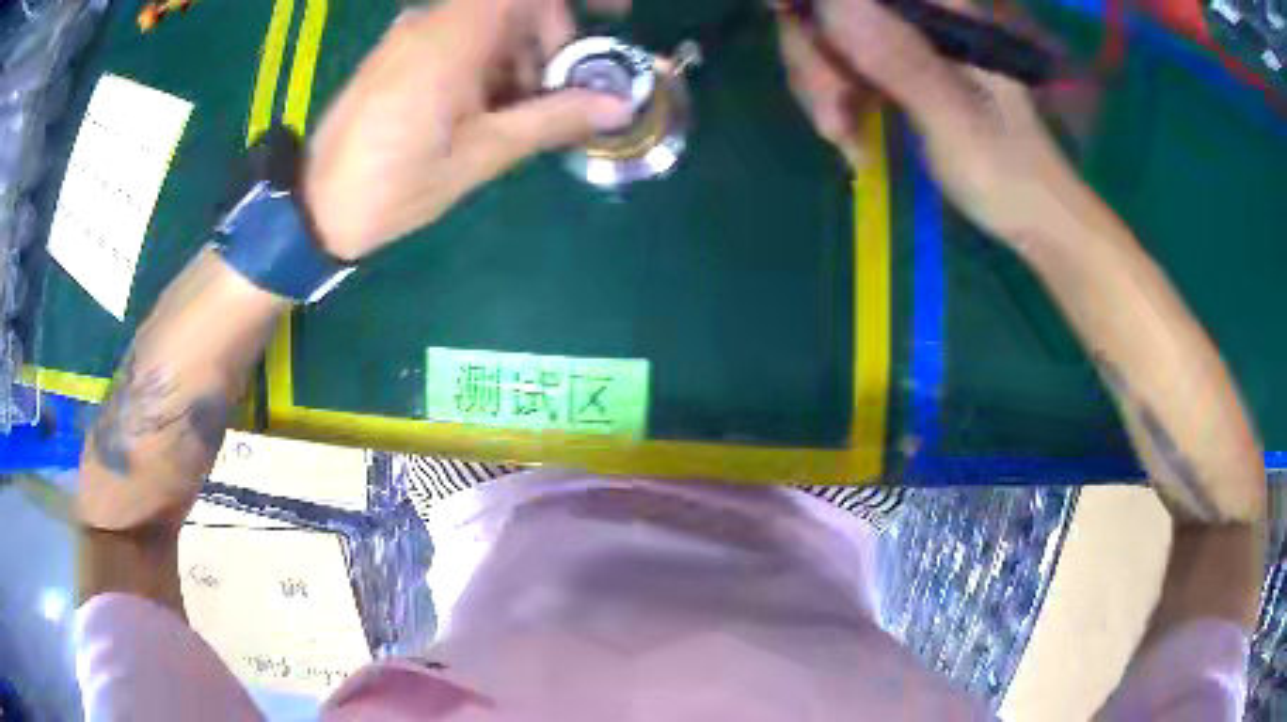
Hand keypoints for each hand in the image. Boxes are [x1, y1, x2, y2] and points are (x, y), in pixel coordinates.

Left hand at [303, 0, 632, 260]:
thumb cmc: (393, 187)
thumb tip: (619, 105)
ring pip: (488, 28)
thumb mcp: (480, 156)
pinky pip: (459, 43)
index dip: (572, 3)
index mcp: (452, 38)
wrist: (314, 209)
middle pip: (513, 9)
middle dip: (549, 44)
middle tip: (558, 98)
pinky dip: (486, 68)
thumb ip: (552, 120)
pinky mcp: (399, 56)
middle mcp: (431, 23)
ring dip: (518, 62)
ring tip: (517, 119)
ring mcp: (411, 38)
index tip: (612, 17)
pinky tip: (482, 114)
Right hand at [778, 0, 1101, 249]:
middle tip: (831, 120)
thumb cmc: (1006, 173)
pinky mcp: (895, 68)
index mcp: (941, 10)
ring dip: (822, 88)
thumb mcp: (955, 121)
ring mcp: (903, 40)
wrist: (1028, 212)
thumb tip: (833, 4)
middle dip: (816, 58)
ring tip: (844, 139)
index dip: (816, 1)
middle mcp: (917, 15)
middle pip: (831, 8)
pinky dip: (834, 103)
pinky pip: (840, 68)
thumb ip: (901, 62)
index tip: (788, 17)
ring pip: (826, 37)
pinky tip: (850, 139)